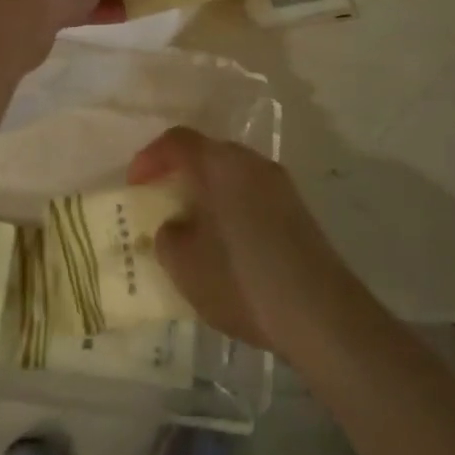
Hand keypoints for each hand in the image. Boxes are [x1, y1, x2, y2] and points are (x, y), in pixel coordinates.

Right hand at [128, 127, 360, 360]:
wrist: (320, 313)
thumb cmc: (240, 279)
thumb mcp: (184, 264)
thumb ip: (168, 235)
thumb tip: (177, 225)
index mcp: (220, 164)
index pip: (177, 141)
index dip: (150, 158)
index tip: (135, 185)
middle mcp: (251, 162)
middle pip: (208, 154)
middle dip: (180, 174)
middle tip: (161, 203)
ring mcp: (280, 185)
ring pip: (232, 176)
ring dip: (209, 193)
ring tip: (193, 228)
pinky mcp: (298, 211)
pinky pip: (252, 196)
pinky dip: (232, 209)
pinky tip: (227, 245)